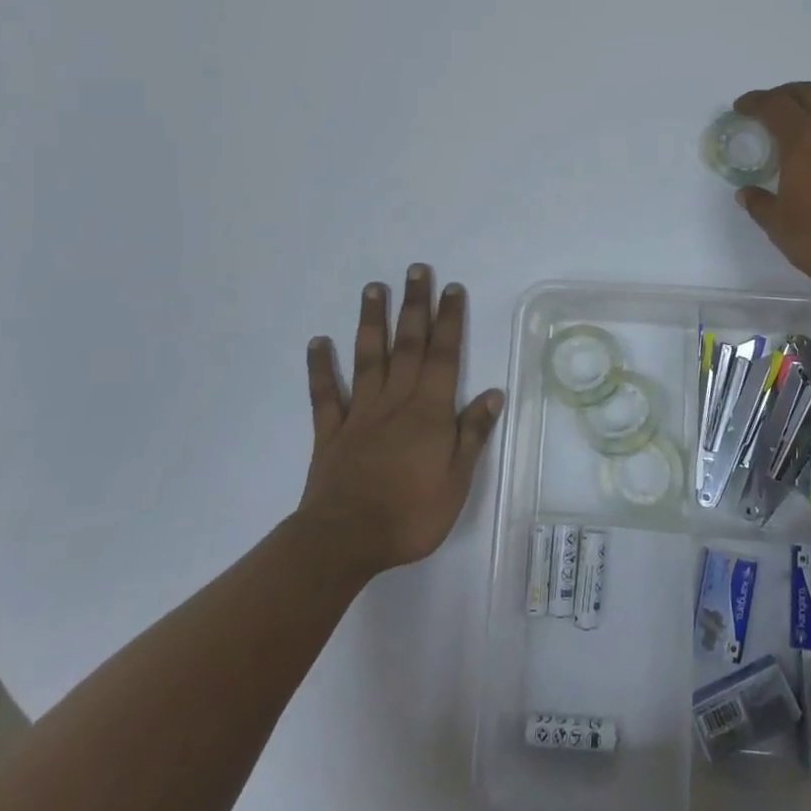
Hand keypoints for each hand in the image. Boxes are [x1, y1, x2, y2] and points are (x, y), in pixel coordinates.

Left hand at [298, 265, 503, 578]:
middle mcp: (395, 401)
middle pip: (408, 345)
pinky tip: (317, 342)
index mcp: (429, 412)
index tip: (451, 288)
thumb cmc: (410, 515)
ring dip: (372, 322)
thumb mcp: (457, 481)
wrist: (344, 541)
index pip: (444, 356)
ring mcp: (360, 413)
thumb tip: (492, 392)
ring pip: (368, 358)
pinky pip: (325, 394)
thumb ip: (472, 434)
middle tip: (416, 270)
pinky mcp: (331, 432)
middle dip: (415, 306)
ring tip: (373, 288)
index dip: (449, 320)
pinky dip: (321, 367)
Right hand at [733, 82, 810, 308]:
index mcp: (804, 140)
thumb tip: (747, 192)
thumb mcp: (780, 226)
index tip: (742, 107)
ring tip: (807, 134)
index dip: (755, 102)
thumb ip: (760, 204)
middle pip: (810, 93)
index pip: (775, 105)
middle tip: (772, 108)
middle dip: (786, 95)